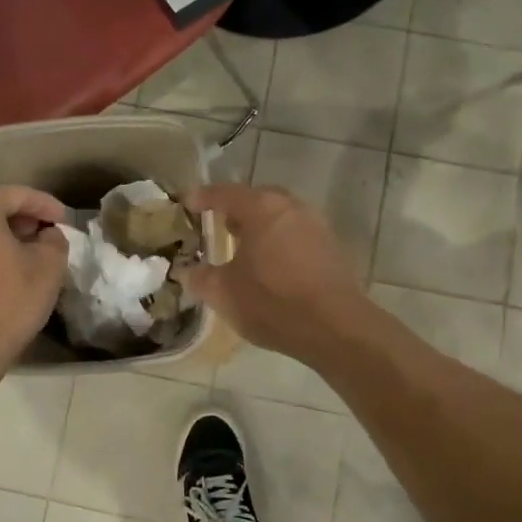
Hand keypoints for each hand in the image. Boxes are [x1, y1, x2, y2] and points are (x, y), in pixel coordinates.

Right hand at [179, 183, 369, 361]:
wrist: (336, 327)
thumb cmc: (273, 303)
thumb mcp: (223, 293)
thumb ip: (199, 277)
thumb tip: (186, 271)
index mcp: (261, 208)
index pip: (224, 193)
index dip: (203, 198)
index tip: (187, 205)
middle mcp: (291, 206)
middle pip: (256, 199)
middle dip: (235, 210)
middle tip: (218, 226)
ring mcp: (316, 225)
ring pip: (279, 216)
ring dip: (260, 227)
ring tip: (243, 248)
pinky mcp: (332, 246)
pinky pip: (297, 234)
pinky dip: (279, 241)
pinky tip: (271, 266)